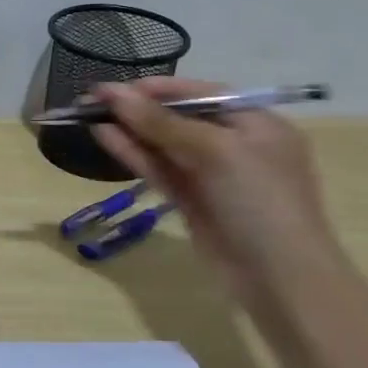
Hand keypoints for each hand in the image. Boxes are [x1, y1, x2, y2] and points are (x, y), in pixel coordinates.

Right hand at [92, 78, 343, 307]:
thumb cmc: (259, 201)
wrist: (280, 279)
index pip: (198, 93)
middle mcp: (234, 144)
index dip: (154, 89)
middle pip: (177, 117)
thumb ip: (160, 122)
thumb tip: (111, 93)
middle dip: (136, 108)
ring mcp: (212, 175)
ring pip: (163, 144)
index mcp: (255, 123)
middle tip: (90, 101)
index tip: (112, 88)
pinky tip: (105, 138)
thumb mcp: (214, 152)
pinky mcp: (192, 200)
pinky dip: (133, 153)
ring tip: (87, 116)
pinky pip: (159, 169)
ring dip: (128, 129)